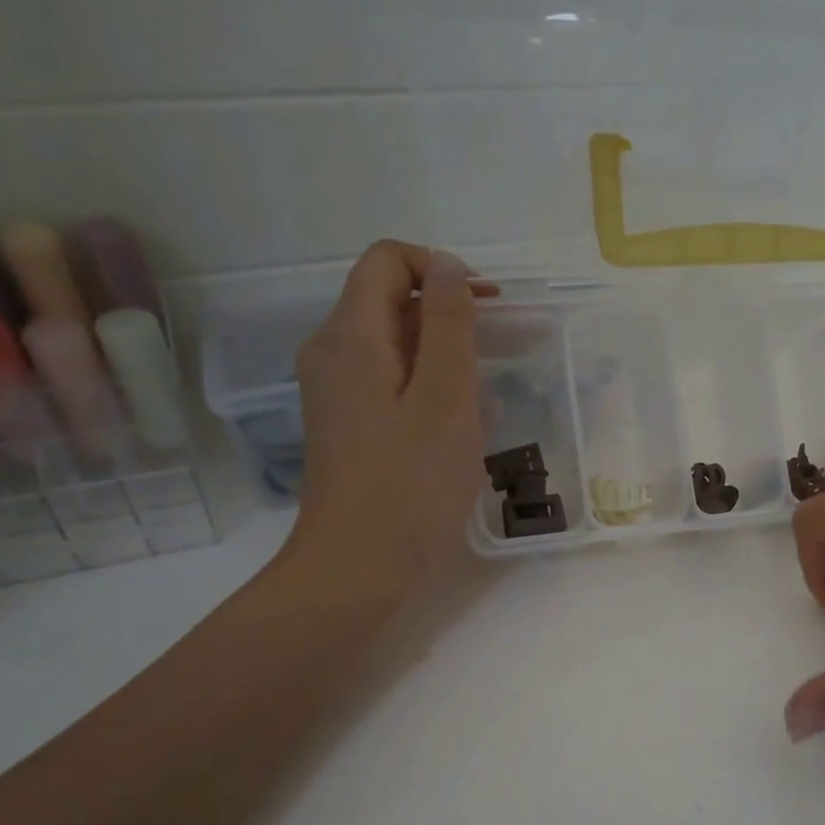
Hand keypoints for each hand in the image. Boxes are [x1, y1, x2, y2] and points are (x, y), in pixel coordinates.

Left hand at [276, 240, 496, 598]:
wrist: (358, 566)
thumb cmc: (412, 483)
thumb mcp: (446, 397)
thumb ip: (449, 324)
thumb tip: (448, 265)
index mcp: (351, 335)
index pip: (387, 259)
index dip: (440, 269)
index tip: (485, 309)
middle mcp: (331, 351)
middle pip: (387, 298)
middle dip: (444, 313)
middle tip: (493, 358)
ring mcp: (333, 390)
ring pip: (390, 342)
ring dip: (438, 353)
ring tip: (476, 399)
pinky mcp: (344, 422)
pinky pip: (386, 378)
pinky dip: (422, 383)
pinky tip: (449, 425)